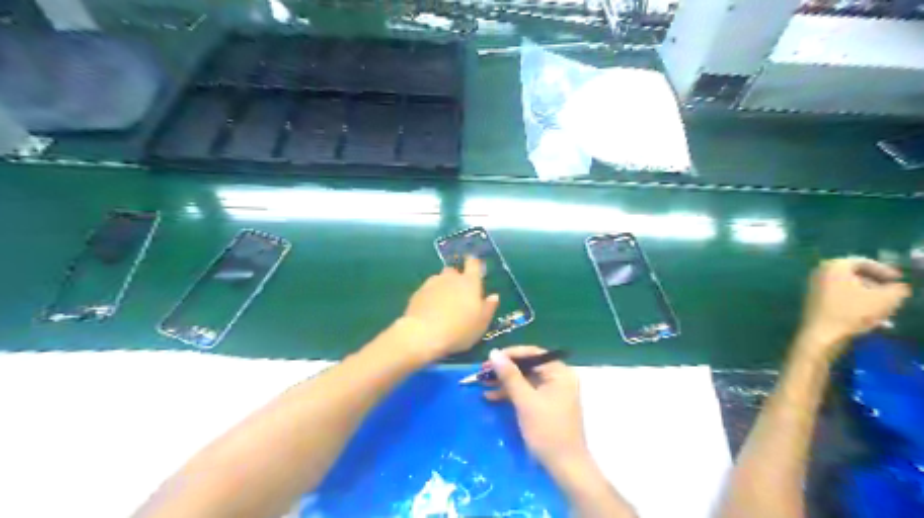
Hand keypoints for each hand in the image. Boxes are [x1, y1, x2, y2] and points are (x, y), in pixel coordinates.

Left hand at [399, 257, 498, 361]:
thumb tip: (494, 296)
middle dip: (456, 278)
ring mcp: (432, 283)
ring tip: (444, 303)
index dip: (474, 263)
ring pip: (439, 279)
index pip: (473, 263)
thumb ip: (489, 307)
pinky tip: (431, 310)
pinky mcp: (417, 293)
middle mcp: (450, 278)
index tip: (474, 266)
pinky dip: (430, 296)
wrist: (423, 334)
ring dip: (443, 287)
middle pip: (454, 271)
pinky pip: (427, 290)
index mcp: (469, 282)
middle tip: (459, 293)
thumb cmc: (459, 329)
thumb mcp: (481, 323)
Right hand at [484, 346, 582, 466]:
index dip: (510, 354)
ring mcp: (552, 392)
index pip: (533, 353)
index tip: (490, 358)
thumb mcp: (525, 401)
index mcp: (560, 373)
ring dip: (504, 382)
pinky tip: (491, 397)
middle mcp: (558, 378)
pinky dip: (510, 394)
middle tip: (483, 372)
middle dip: (505, 369)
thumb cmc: (547, 430)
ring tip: (482, 383)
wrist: (564, 467)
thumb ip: (510, 376)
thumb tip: (494, 353)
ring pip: (525, 380)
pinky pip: (526, 392)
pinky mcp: (546, 405)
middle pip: (528, 366)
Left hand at [803, 255, 906, 356]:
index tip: (900, 280)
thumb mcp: (885, 299)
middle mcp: (820, 273)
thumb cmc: (852, 312)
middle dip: (877, 287)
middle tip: (893, 296)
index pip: (863, 262)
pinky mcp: (814, 302)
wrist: (821, 334)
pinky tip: (875, 322)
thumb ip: (897, 289)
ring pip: (849, 290)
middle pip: (855, 276)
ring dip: (869, 299)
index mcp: (833, 266)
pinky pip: (840, 300)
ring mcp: (814, 288)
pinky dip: (857, 306)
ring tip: (888, 312)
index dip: (884, 270)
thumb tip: (898, 287)